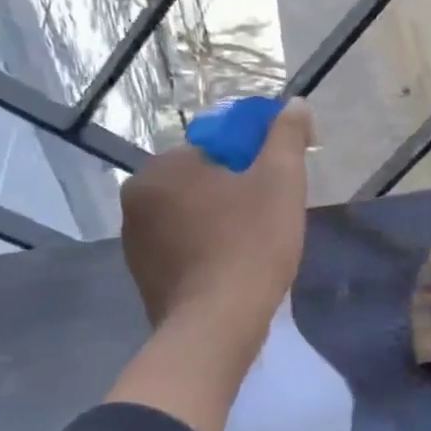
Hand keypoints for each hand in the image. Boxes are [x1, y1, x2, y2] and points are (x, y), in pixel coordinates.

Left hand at [119, 99, 314, 345]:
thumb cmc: (252, 245)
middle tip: (274, 215)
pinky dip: (207, 247)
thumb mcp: (281, 182)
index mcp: (165, 166)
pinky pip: (182, 245)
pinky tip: (233, 267)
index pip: (219, 145)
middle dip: (239, 189)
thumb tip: (295, 104)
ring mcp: (135, 239)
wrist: (217, 326)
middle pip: (204, 179)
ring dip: (222, 218)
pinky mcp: (143, 274)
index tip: (284, 181)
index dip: (258, 158)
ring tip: (256, 244)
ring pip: (192, 213)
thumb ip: (287, 136)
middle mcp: (138, 195)